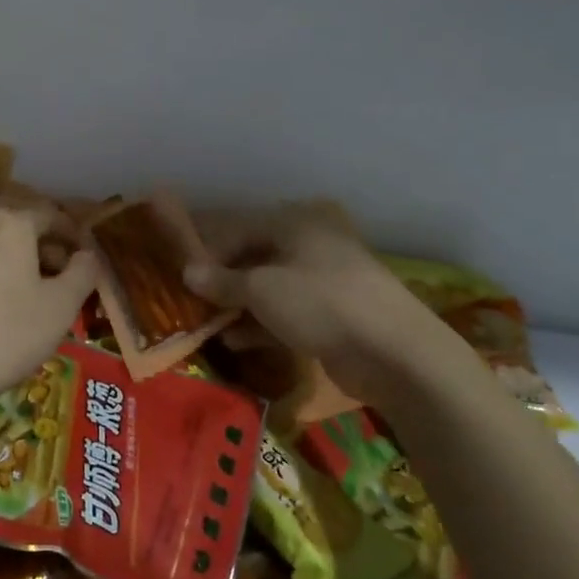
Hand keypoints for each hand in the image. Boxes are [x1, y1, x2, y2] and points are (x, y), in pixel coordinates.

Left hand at [0, 205, 98, 416]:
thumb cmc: (7, 333)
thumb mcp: (60, 307)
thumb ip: (82, 273)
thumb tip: (87, 255)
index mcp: (10, 224)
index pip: (51, 216)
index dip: (73, 236)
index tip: (87, 261)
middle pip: (20, 230)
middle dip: (45, 253)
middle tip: (64, 286)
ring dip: (17, 268)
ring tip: (33, 303)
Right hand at [185, 201, 469, 411]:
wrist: (395, 354)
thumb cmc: (321, 303)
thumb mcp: (261, 289)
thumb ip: (221, 280)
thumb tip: (187, 273)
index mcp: (294, 223)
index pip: (237, 228)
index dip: (207, 252)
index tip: (182, 276)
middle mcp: (309, 245)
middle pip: (253, 258)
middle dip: (222, 281)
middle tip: (192, 302)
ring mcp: (323, 282)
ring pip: (269, 289)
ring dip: (238, 306)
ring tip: (206, 325)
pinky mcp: (332, 317)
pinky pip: (286, 314)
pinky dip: (260, 325)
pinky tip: (234, 342)